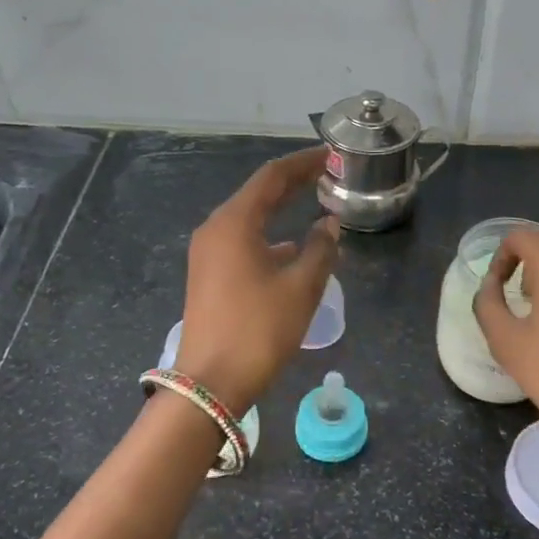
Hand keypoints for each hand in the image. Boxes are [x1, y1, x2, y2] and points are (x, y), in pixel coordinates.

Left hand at [174, 148, 340, 414]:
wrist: (209, 383)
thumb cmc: (258, 330)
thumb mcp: (301, 288)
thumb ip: (321, 249)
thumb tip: (329, 224)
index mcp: (234, 223)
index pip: (272, 177)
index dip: (303, 163)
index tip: (330, 154)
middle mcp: (215, 230)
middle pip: (257, 194)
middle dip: (292, 182)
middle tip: (326, 173)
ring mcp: (207, 254)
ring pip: (249, 218)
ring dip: (279, 209)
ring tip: (312, 202)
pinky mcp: (208, 276)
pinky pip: (241, 241)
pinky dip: (268, 235)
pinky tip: (290, 248)